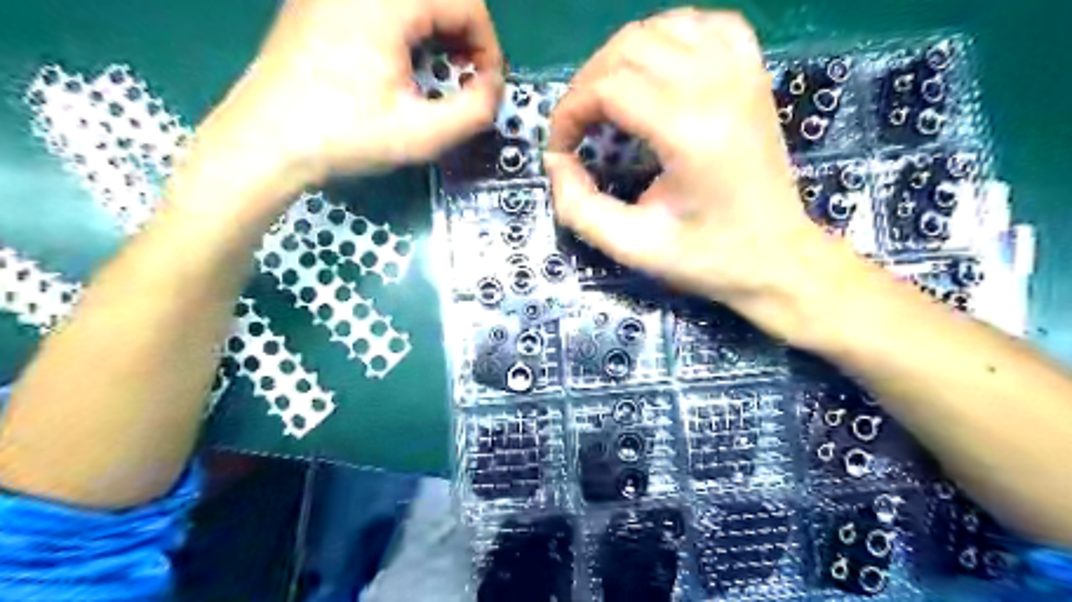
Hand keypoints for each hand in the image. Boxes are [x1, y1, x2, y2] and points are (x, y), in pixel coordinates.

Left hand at [181, 0, 504, 213]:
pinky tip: (402, 62)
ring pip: (414, 1)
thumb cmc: (342, 137)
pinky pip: (384, 5)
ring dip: (439, 31)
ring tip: (437, 73)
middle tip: (464, 80)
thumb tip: (494, 88)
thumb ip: (474, 111)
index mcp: (386, 2)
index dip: (488, 47)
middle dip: (465, 37)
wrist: (264, 141)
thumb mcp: (420, 135)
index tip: (486, 87)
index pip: (467, 3)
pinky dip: (409, 28)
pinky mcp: (321, 1)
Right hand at [551, 8, 846, 337]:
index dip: (569, 112)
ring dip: (621, 58)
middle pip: (629, 47)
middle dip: (587, 84)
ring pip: (662, 26)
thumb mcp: (632, 246)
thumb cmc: (707, 257)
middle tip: (578, 127)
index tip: (560, 149)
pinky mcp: (754, 74)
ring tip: (608, 100)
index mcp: (689, 132)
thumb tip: (556, 161)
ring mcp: (743, 73)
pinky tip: (658, 69)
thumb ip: (579, 207)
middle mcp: (718, 87)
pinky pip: (707, 25)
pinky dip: (670, 37)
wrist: (777, 258)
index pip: (608, 87)